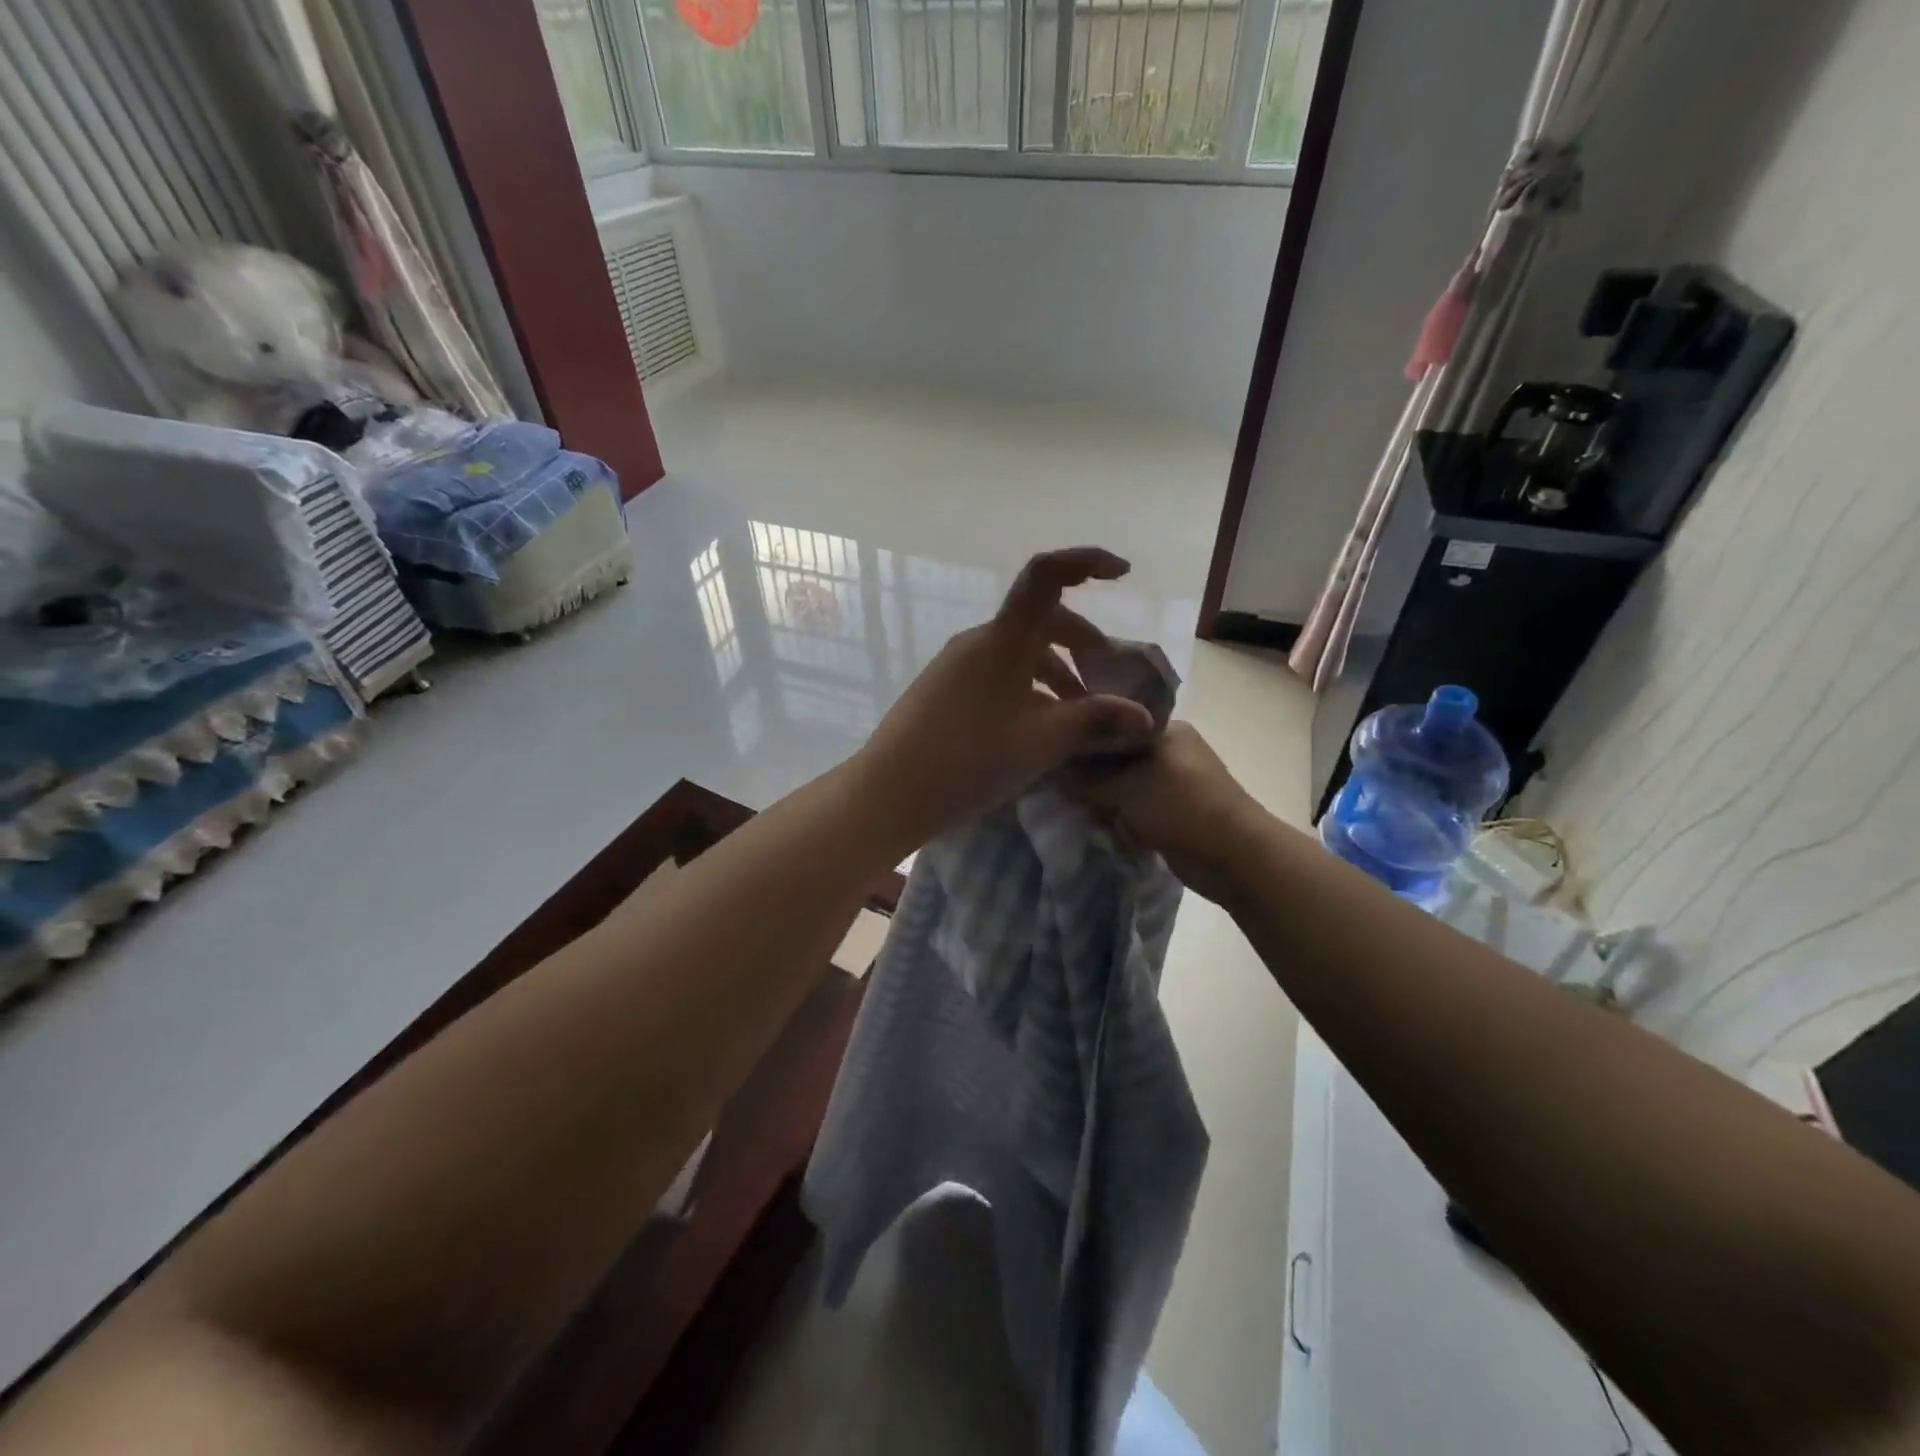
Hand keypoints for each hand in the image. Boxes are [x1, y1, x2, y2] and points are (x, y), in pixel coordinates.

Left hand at [855, 547, 1156, 850]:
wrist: (889, 793)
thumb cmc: (969, 761)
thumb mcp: (1041, 743)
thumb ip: (1094, 721)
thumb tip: (1144, 716)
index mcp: (1003, 639)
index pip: (1046, 575)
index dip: (1086, 562)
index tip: (1123, 575)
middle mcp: (979, 640)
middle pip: (1041, 620)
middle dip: (1082, 644)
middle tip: (1106, 683)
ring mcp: (957, 664)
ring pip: (1020, 651)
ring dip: (1056, 672)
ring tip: (1079, 715)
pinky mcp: (944, 687)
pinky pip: (998, 671)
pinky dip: (1028, 687)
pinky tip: (1039, 726)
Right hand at [1074, 721, 1264, 903]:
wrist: (1234, 857)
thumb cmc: (1181, 807)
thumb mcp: (1125, 787)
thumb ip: (1087, 778)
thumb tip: (1054, 769)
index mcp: (1166, 730)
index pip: (1114, 724)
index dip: (1084, 739)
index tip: (1055, 753)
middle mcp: (1171, 751)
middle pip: (1117, 757)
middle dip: (1092, 775)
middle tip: (1060, 785)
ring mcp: (1174, 784)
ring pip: (1124, 786)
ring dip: (1105, 801)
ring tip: (1075, 808)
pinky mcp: (1174, 813)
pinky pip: (1135, 810)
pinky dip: (1120, 819)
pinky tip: (1099, 826)